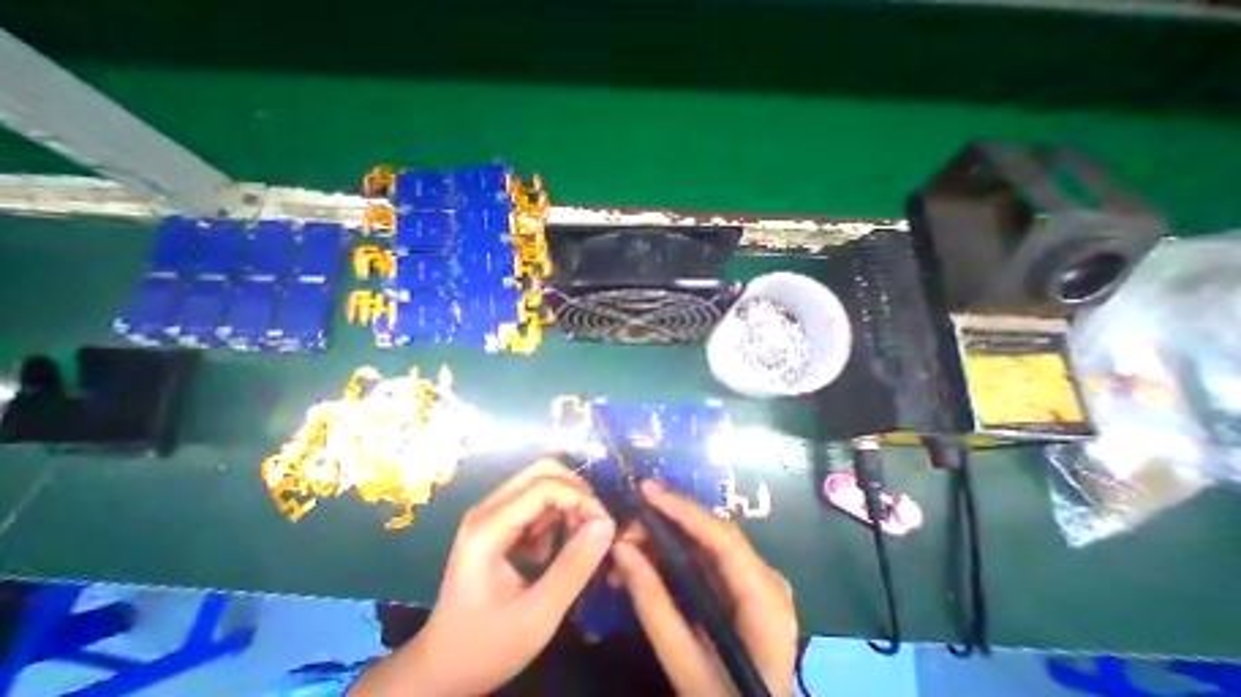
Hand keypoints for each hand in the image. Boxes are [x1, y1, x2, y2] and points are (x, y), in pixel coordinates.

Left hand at [352, 461, 611, 694]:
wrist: (441, 669)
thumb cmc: (486, 647)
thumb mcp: (537, 616)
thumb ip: (575, 567)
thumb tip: (606, 525)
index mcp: (488, 528)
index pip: (544, 486)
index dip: (580, 497)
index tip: (604, 525)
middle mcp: (487, 508)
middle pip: (542, 471)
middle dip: (575, 491)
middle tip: (592, 523)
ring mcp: (490, 511)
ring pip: (541, 481)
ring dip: (565, 503)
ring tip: (572, 541)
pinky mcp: (497, 519)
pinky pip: (535, 498)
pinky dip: (553, 514)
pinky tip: (550, 548)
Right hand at [609, 481, 792, 695]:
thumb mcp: (685, 666)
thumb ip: (653, 604)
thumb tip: (621, 549)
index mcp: (765, 600)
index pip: (722, 537)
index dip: (682, 508)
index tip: (646, 490)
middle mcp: (767, 579)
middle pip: (712, 533)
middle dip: (666, 523)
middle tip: (625, 529)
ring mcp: (758, 580)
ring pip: (706, 541)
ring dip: (666, 538)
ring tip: (628, 546)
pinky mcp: (744, 584)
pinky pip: (706, 556)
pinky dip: (675, 554)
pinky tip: (649, 558)